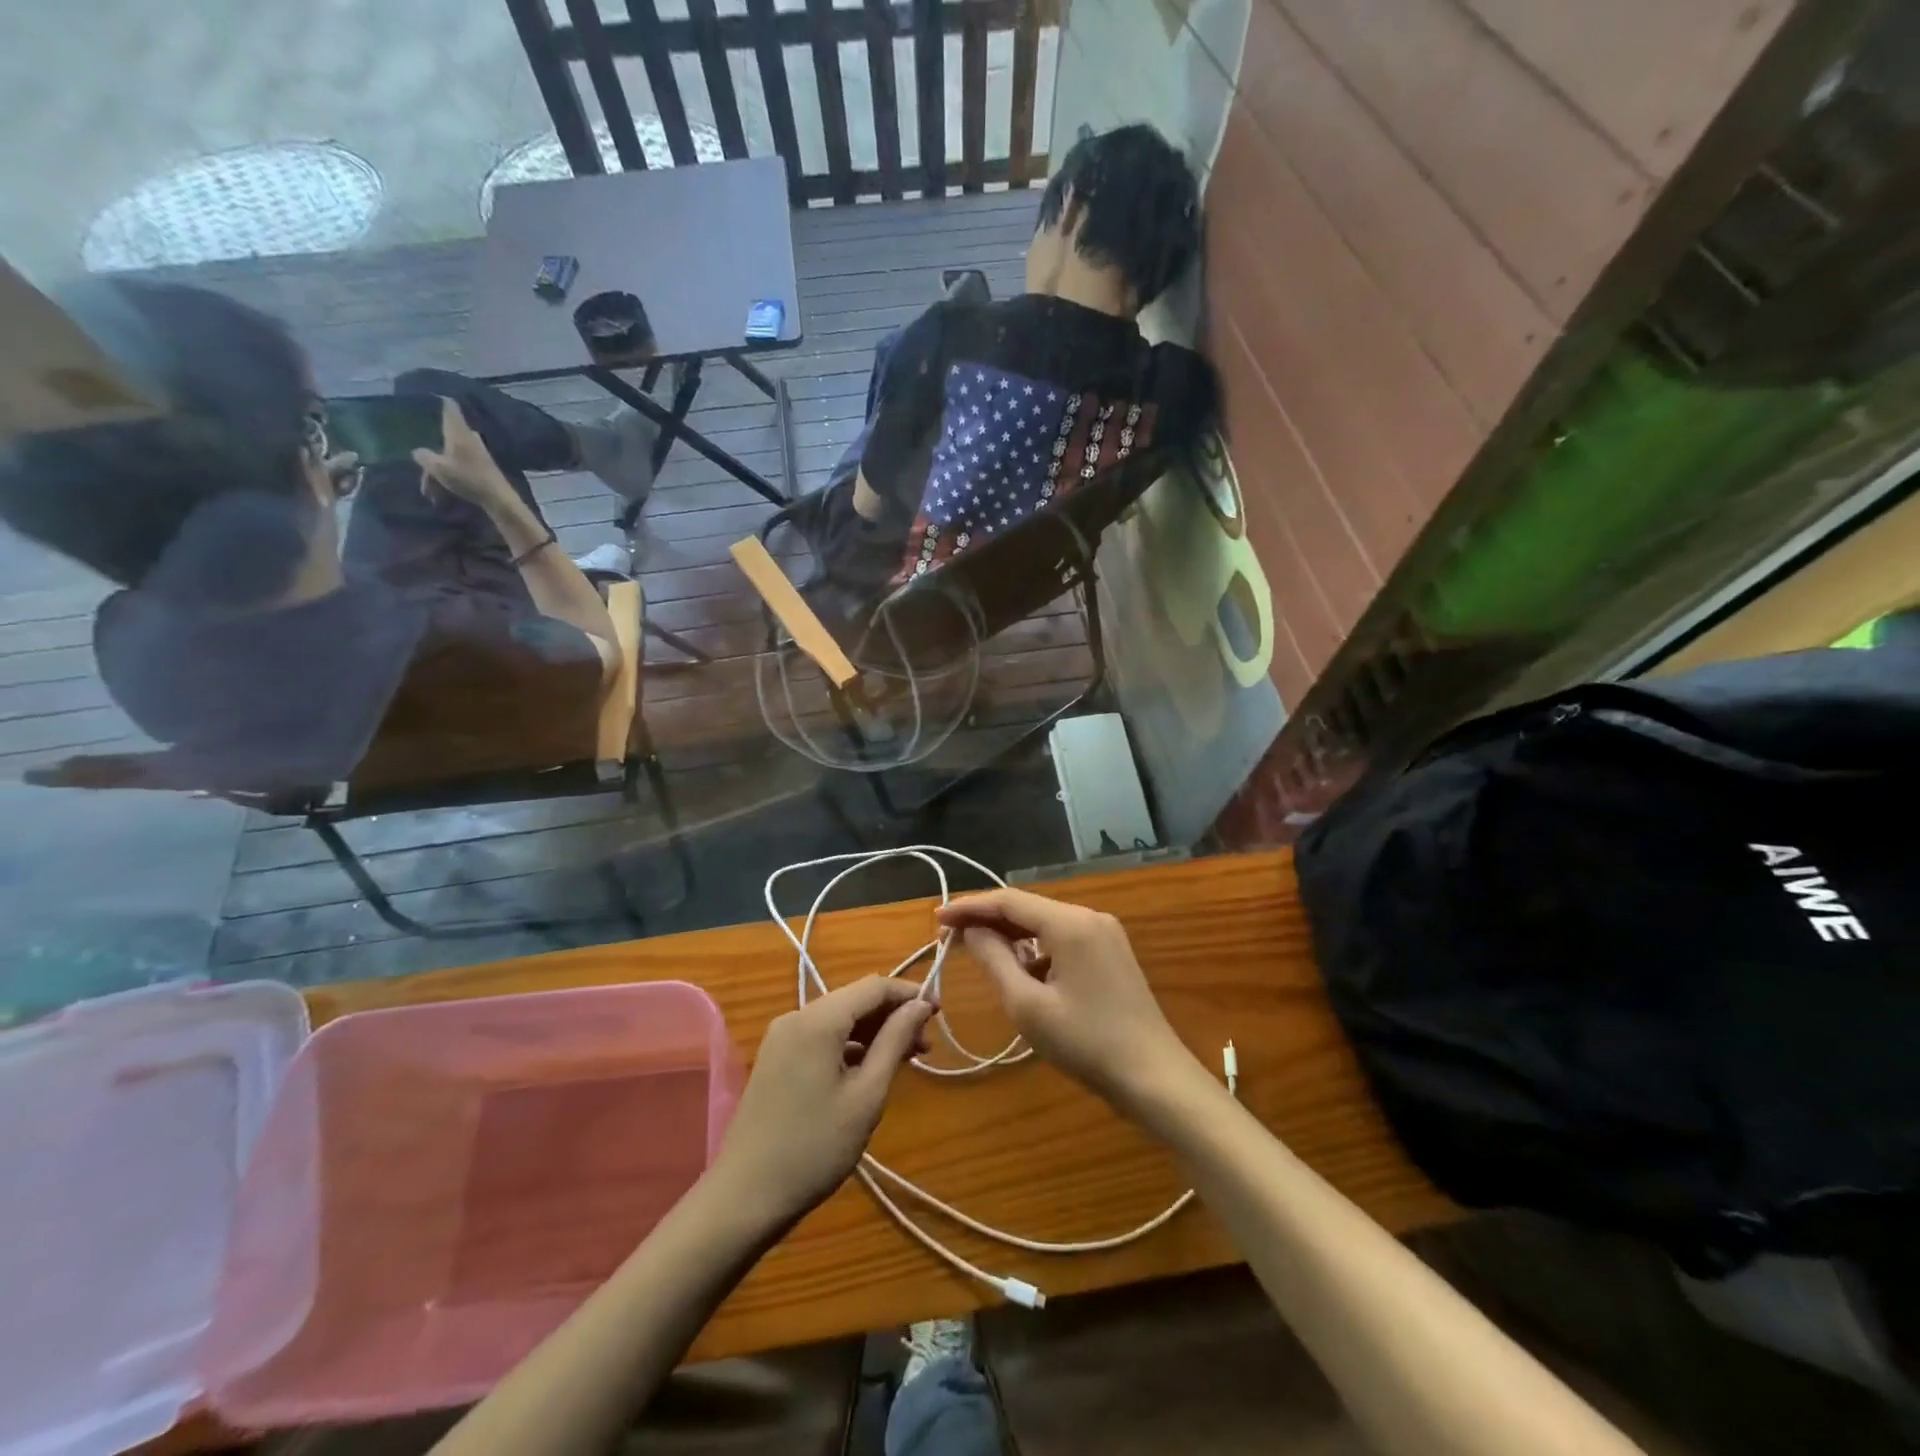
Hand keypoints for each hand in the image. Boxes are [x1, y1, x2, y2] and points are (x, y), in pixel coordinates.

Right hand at [412, 397, 513, 508]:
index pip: (450, 406)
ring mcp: (479, 451)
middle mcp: (470, 437)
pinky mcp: (484, 465)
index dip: (440, 398)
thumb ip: (424, 456)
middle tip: (423, 458)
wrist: (499, 498)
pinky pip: (461, 464)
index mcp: (459, 431)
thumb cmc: (468, 478)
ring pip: (452, 452)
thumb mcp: (438, 467)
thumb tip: (418, 452)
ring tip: (431, 490)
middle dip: (434, 446)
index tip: (430, 393)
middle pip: (448, 432)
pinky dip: (451, 474)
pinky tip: (443, 491)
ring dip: (440, 468)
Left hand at [710, 977, 934, 1226]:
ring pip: (839, 1018)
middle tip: (926, 1045)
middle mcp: (796, 1016)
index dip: (909, 994)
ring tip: (907, 1058)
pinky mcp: (777, 1057)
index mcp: (818, 1020)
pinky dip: (850, 1044)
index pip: (874, 986)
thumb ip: (895, 1042)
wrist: (745, 1196)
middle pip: (855, 999)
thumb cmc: (814, 1147)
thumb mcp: (866, 1095)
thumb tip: (920, 1005)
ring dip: (874, 1031)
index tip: (939, 1013)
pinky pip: (822, 1036)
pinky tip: (870, 1068)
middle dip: (893, 1015)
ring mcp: (782, 1037)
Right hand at [937, 888, 1196, 1112]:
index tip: (937, 918)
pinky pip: (1064, 940)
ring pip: (1046, 924)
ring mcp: (1106, 934)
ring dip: (1012, 936)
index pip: (1009, 901)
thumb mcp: (1028, 1005)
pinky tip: (1021, 972)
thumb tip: (971, 931)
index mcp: (1070, 923)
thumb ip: (994, 960)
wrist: (1155, 1077)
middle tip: (951, 937)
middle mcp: (1090, 917)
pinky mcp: (1112, 954)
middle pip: (1028, 908)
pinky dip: (1037, 950)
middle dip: (989, 920)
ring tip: (979, 953)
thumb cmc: (1086, 1043)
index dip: (969, 907)